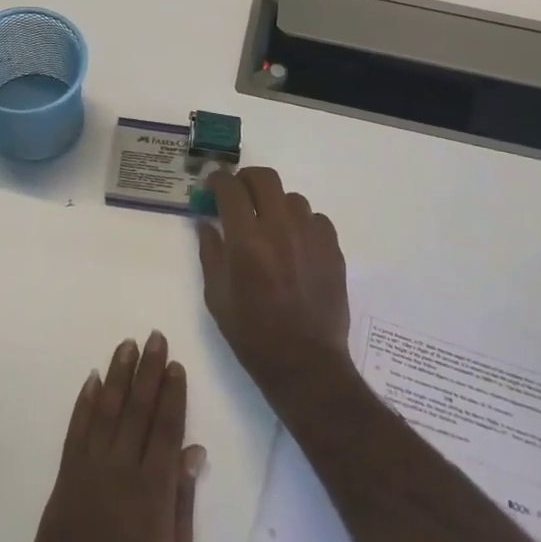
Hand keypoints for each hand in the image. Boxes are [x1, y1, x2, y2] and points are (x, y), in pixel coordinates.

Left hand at [18, 333, 204, 541]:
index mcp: (154, 493)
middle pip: (137, 411)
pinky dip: (84, 404)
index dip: (172, 394)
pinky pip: (75, 432)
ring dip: (117, 376)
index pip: (166, 429)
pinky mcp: (63, 481)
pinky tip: (92, 382)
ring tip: (127, 346)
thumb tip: (194, 451)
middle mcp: (120, 473)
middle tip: (154, 338)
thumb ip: (184, 504)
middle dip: (148, 372)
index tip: (176, 364)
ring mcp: (88, 474)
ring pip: (106, 412)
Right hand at [198, 168, 349, 397]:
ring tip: (268, 225)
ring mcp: (311, 236)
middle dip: (246, 179)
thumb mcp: (216, 295)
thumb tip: (207, 222)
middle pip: (264, 178)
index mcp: (246, 240)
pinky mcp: (333, 248)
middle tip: (238, 195)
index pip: (230, 188)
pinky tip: (294, 243)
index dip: (217, 180)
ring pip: (292, 197)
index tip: (212, 185)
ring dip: (274, 203)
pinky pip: (315, 218)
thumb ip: (210, 252)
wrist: (305, 363)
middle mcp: (280, 228)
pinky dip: (300, 222)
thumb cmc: (251, 333)